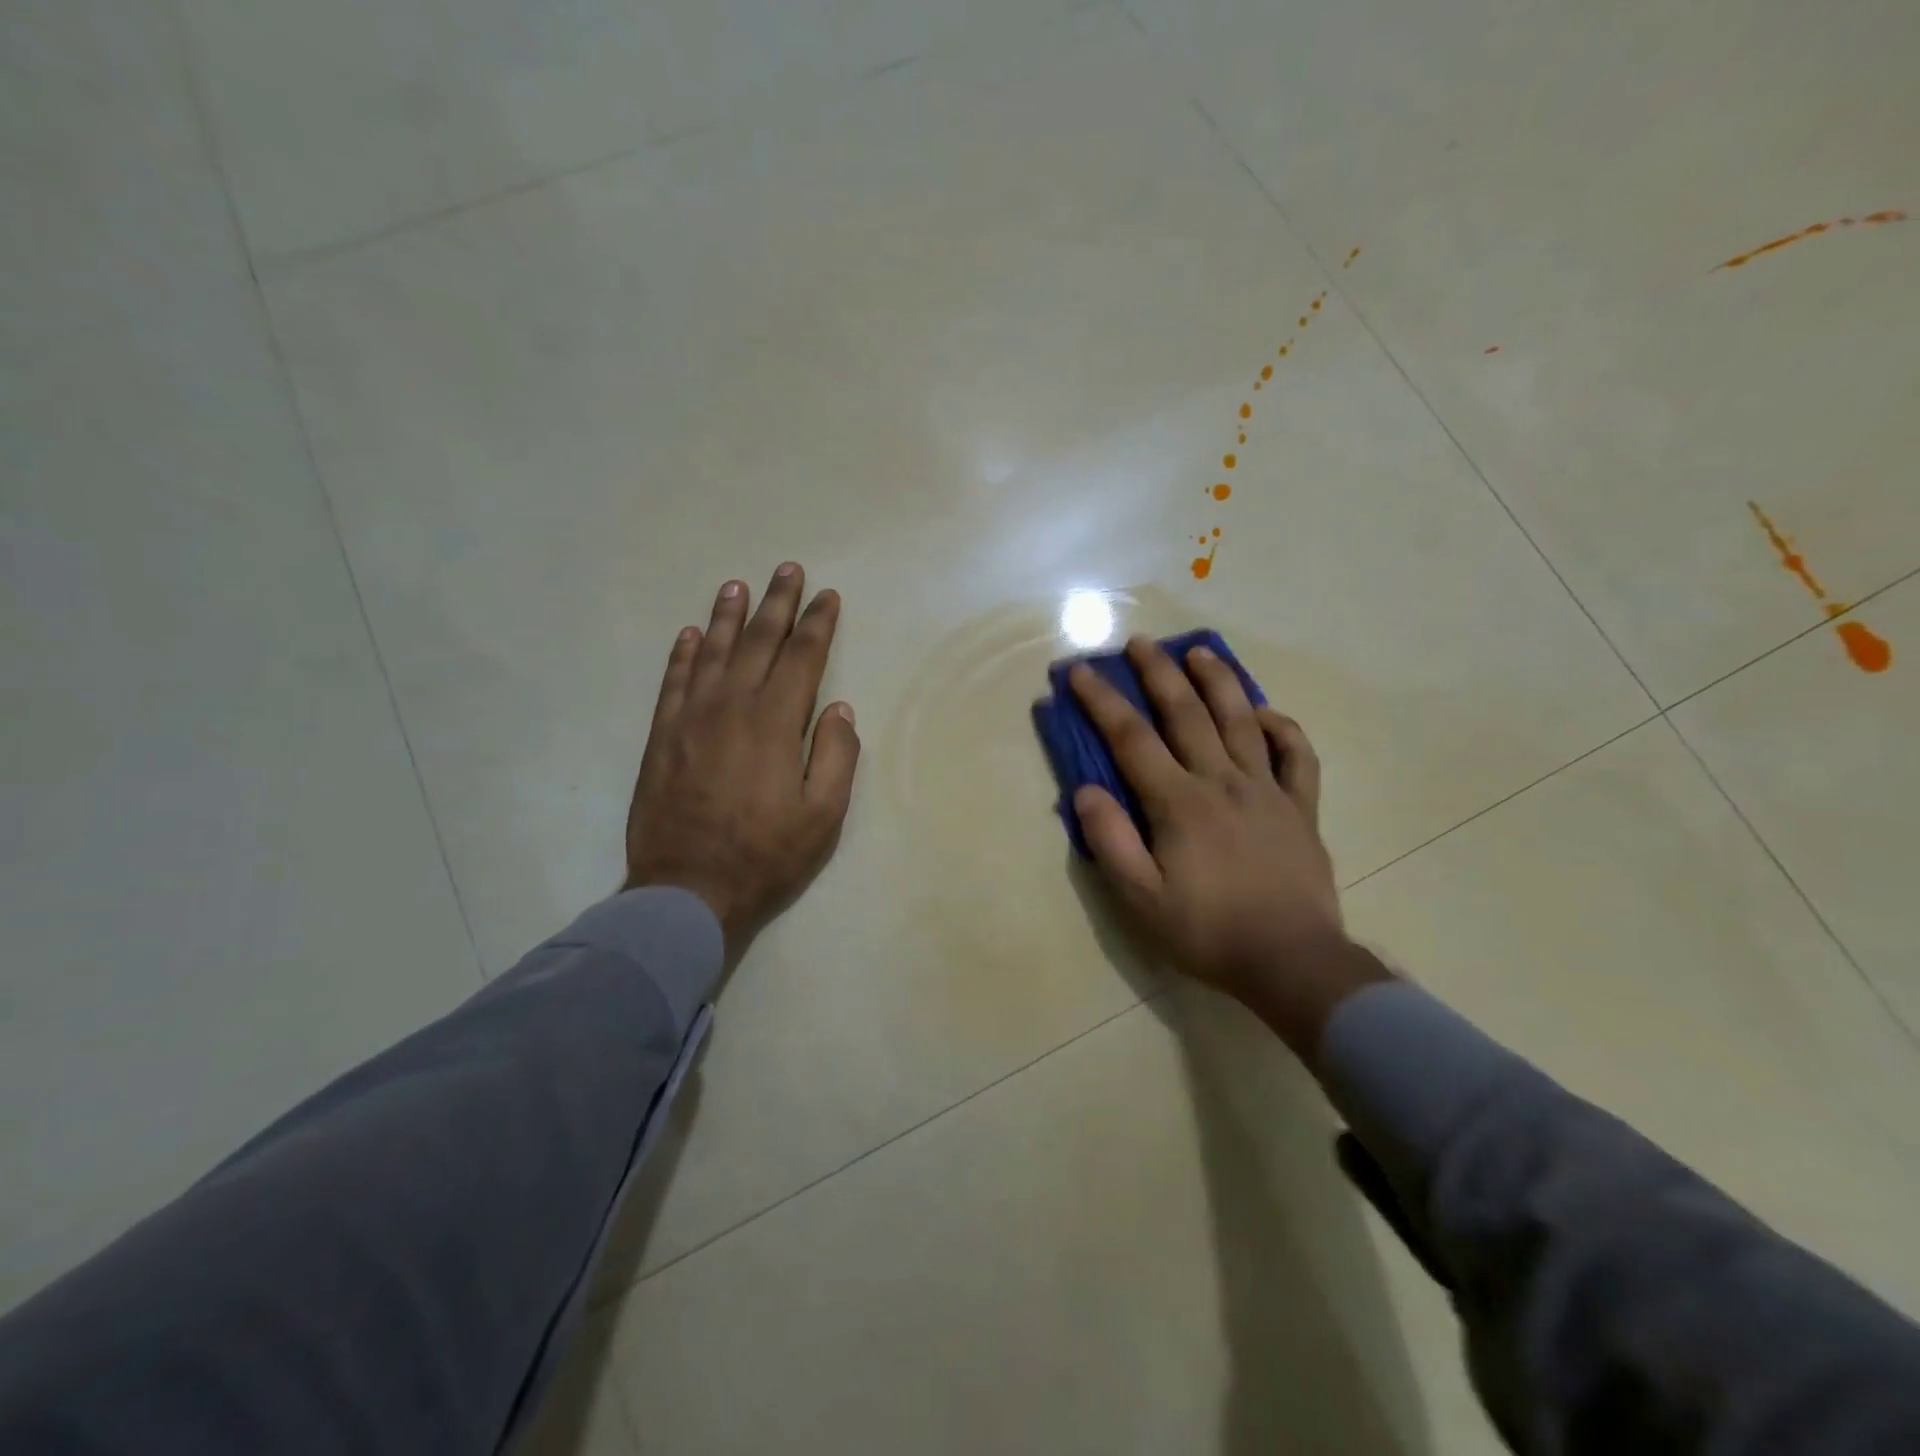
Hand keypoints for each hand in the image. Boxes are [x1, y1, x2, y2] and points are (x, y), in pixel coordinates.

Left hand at [624, 564, 858, 964]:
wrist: (686, 890)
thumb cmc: (765, 855)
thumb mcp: (823, 816)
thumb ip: (836, 756)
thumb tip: (839, 710)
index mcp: (775, 722)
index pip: (802, 657)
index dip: (818, 624)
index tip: (828, 596)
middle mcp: (731, 706)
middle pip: (757, 642)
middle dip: (777, 603)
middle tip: (788, 570)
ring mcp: (690, 718)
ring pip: (710, 652)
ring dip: (726, 616)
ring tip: (737, 586)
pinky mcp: (661, 737)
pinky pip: (672, 681)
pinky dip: (681, 654)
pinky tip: (688, 634)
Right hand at [1069, 637, 1387, 1052]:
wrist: (1292, 962)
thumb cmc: (1207, 932)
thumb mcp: (1141, 899)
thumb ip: (1110, 841)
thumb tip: (1085, 791)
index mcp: (1179, 803)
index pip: (1132, 739)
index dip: (1102, 701)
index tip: (1081, 671)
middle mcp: (1222, 781)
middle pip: (1186, 714)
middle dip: (1158, 673)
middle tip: (1139, 643)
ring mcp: (1267, 790)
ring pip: (1241, 721)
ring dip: (1217, 681)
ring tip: (1199, 652)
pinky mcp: (1300, 807)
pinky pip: (1297, 755)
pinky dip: (1281, 728)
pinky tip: (1264, 713)